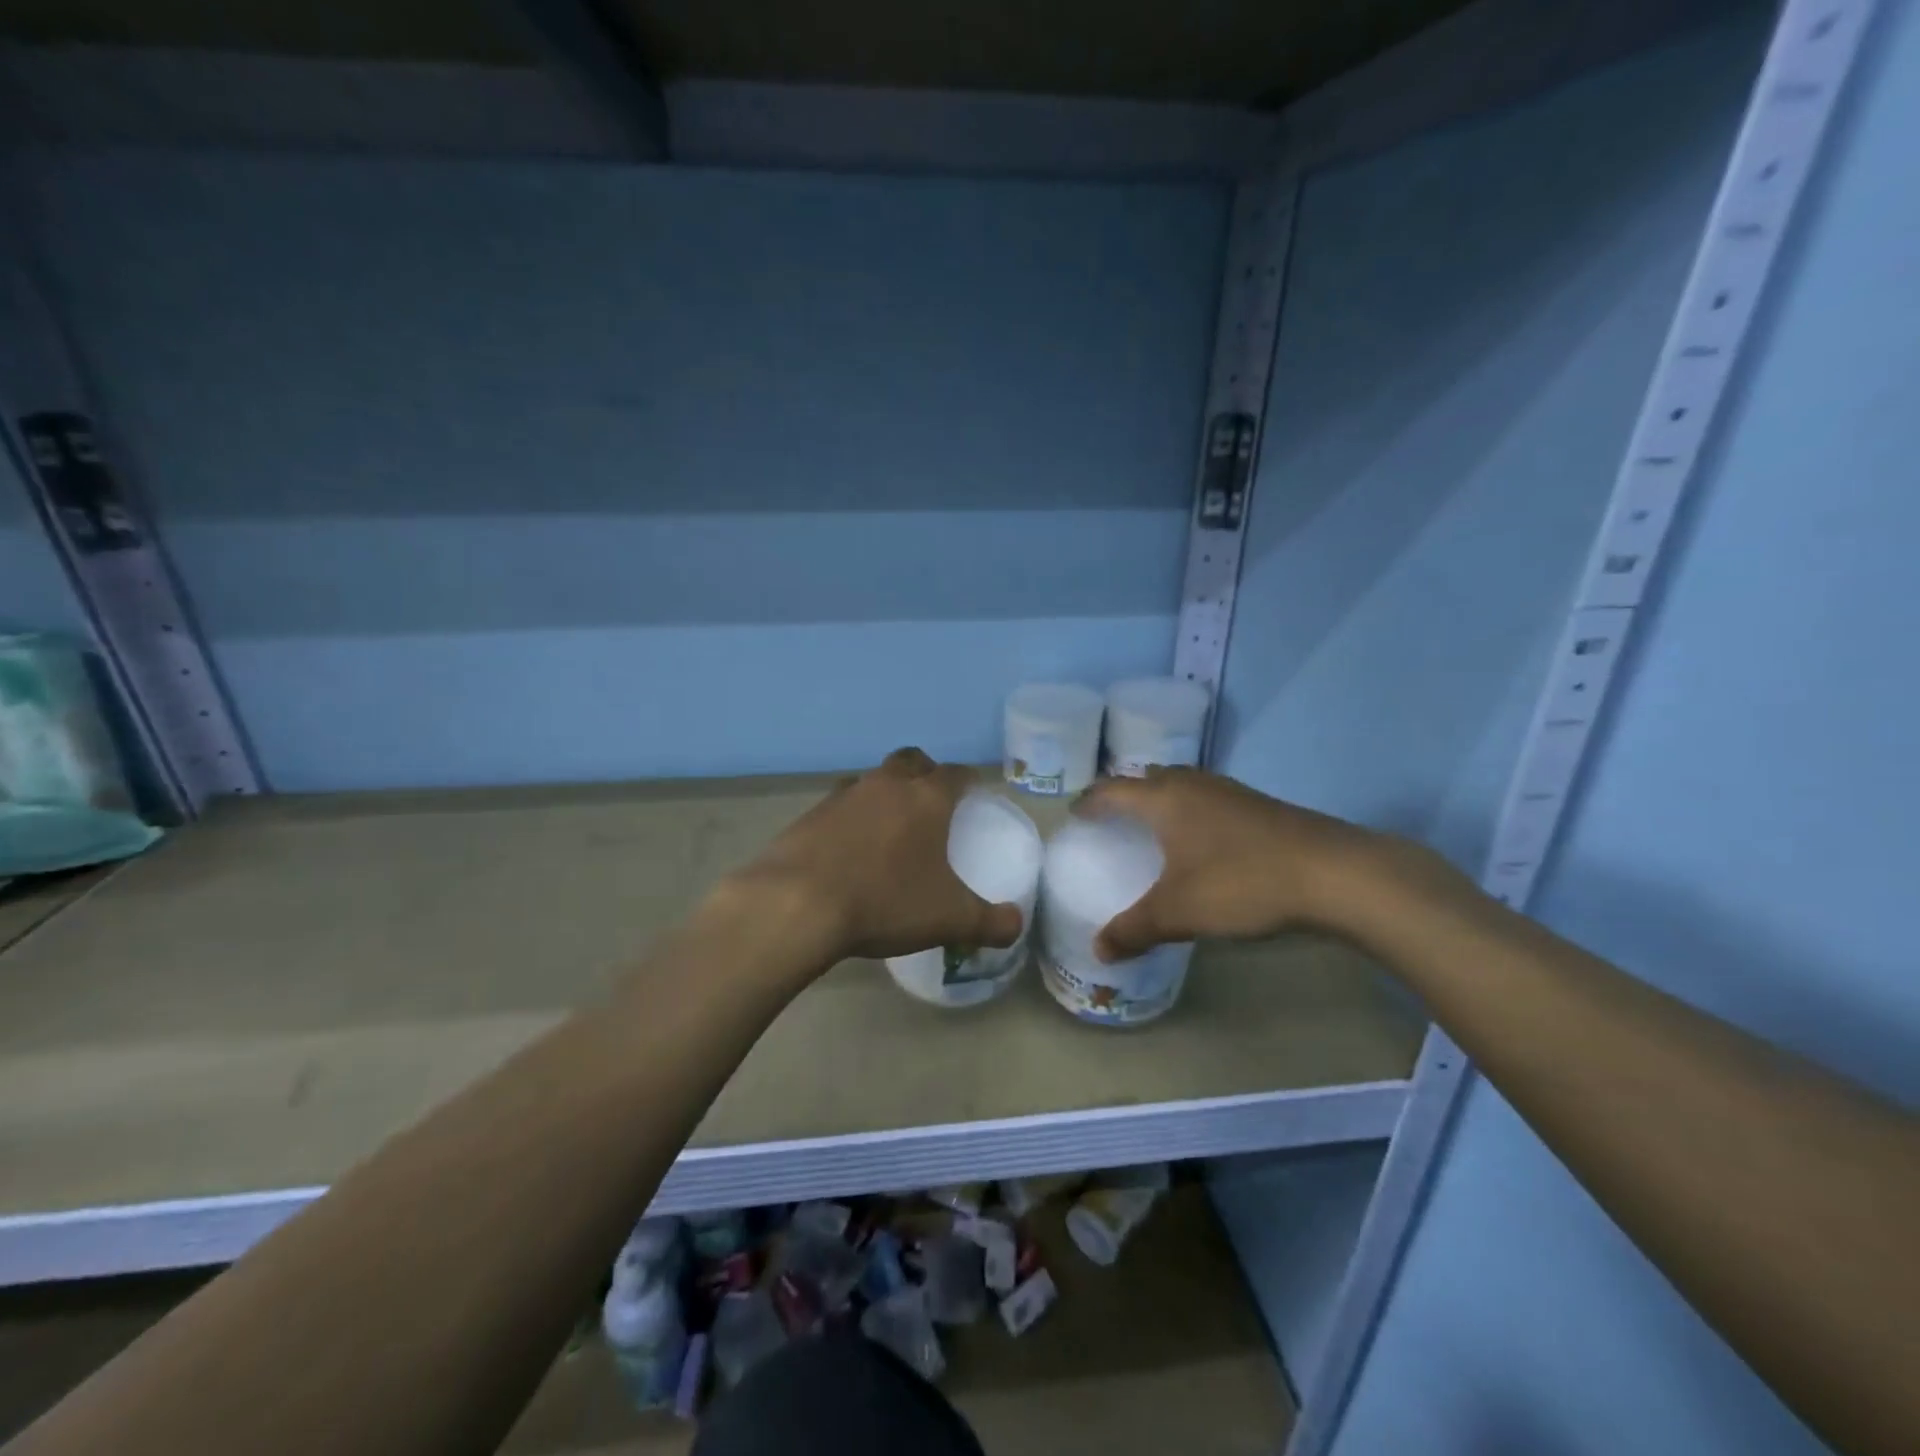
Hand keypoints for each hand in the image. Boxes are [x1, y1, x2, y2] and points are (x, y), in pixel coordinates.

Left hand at [731, 748, 1023, 963]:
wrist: (797, 904)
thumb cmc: (884, 901)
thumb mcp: (949, 919)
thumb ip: (991, 922)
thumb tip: (1016, 924)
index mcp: (926, 798)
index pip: (955, 773)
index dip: (968, 780)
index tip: (974, 793)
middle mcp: (886, 785)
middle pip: (911, 761)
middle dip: (925, 772)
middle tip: (932, 801)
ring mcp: (843, 796)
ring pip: (873, 780)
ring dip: (885, 793)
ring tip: (890, 827)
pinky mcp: (810, 815)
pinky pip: (841, 805)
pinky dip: (852, 817)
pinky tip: (850, 849)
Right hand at [1073, 767, 1425, 960]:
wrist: (1333, 873)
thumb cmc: (1241, 882)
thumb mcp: (1179, 912)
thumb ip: (1134, 929)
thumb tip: (1099, 950)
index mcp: (1164, 799)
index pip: (1113, 790)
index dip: (1090, 801)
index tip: (1074, 813)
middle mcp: (1193, 785)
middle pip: (1149, 779)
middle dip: (1127, 795)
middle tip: (1114, 819)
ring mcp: (1230, 791)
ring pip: (1183, 785)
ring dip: (1163, 800)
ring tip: (1155, 827)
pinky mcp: (1259, 805)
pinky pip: (1208, 799)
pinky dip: (1192, 812)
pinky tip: (1203, 841)